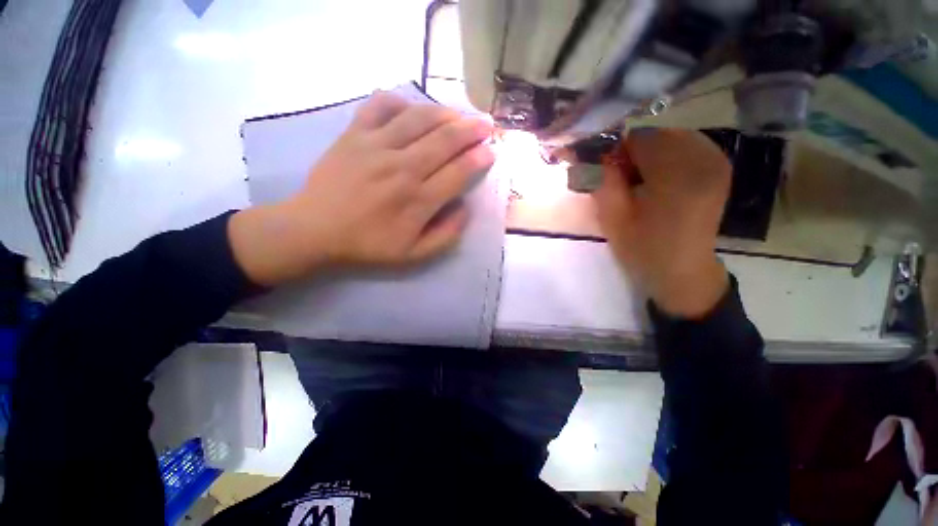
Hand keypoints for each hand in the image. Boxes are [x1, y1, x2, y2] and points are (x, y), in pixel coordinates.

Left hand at [229, 91, 494, 285]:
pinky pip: (380, 106)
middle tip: (486, 125)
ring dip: (445, 113)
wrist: (315, 230)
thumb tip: (465, 208)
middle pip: (445, 140)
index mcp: (418, 200)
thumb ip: (446, 235)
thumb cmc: (368, 245)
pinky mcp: (354, 134)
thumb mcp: (414, 255)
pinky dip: (400, 101)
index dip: (479, 159)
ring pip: (419, 118)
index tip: (491, 152)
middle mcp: (402, 168)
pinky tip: (411, 109)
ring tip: (459, 115)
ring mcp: (376, 147)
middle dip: (472, 130)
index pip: (459, 172)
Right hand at [593, 128, 731, 318]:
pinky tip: (659, 177)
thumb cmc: (643, 250)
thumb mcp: (612, 219)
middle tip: (621, 177)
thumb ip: (603, 181)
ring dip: (649, 153)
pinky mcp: (719, 167)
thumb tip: (595, 153)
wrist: (682, 270)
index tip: (605, 171)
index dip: (617, 150)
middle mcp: (704, 160)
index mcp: (677, 177)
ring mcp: (717, 162)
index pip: (640, 139)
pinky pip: (687, 145)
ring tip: (640, 179)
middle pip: (657, 134)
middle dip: (633, 151)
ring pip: (671, 137)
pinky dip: (667, 154)